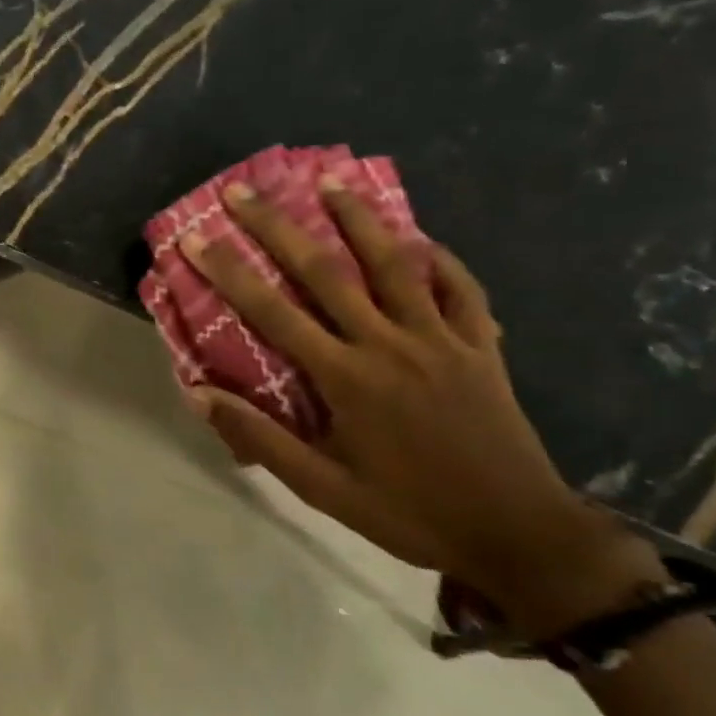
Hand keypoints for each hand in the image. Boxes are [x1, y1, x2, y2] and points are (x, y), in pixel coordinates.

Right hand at [181, 178, 664, 635]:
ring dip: (359, 219)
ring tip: (331, 180)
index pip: (273, 312)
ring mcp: (442, 340)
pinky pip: (462, 289)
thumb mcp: (321, 488)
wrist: (519, 534)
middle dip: (278, 226)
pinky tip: (422, 239)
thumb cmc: (408, 512)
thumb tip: (198, 394)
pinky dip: (440, 259)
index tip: (196, 237)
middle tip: (243, 191)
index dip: (229, 271)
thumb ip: (260, 437)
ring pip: (396, 264)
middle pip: (326, 271)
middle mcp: (390, 344)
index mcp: (346, 378)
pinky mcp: (482, 347)